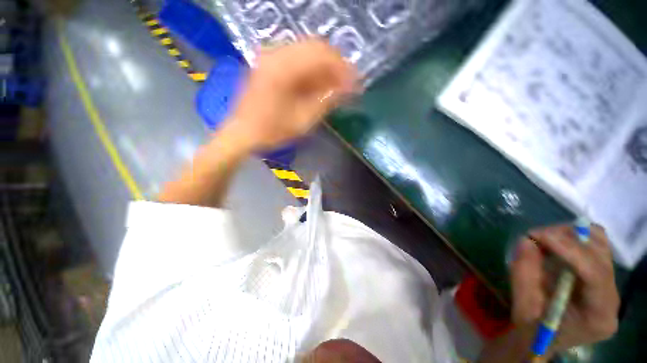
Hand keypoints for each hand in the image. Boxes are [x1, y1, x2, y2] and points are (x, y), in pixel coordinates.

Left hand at [223, 38, 358, 151]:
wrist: (243, 132)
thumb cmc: (272, 130)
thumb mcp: (303, 120)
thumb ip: (326, 101)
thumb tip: (347, 89)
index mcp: (284, 68)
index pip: (323, 55)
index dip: (343, 69)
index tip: (355, 84)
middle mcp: (276, 53)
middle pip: (316, 47)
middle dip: (336, 66)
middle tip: (347, 85)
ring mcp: (271, 56)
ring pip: (307, 51)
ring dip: (325, 67)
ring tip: (335, 86)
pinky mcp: (270, 62)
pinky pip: (297, 58)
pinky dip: (312, 69)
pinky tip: (319, 84)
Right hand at [512, 224, 618, 351]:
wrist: (541, 339)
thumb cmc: (531, 328)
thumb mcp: (522, 305)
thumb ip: (523, 274)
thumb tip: (527, 241)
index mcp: (597, 316)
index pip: (596, 275)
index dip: (569, 250)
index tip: (537, 235)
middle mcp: (612, 298)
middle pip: (600, 255)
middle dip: (567, 239)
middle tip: (536, 236)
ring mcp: (610, 285)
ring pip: (599, 244)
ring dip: (569, 236)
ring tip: (544, 240)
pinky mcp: (602, 275)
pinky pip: (594, 245)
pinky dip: (573, 238)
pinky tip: (555, 244)